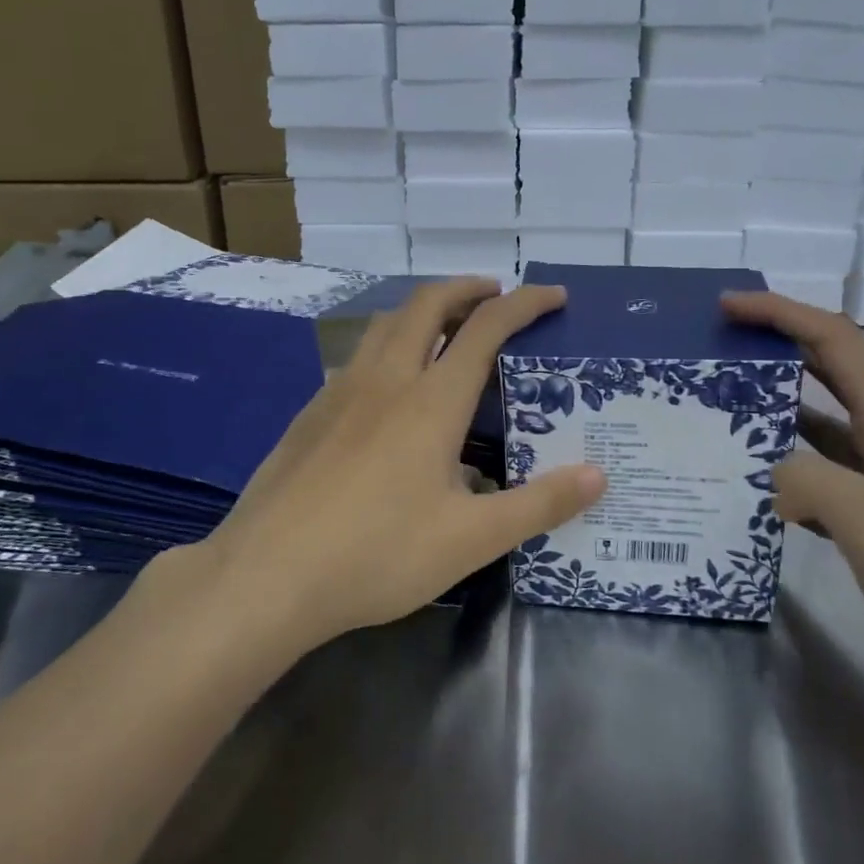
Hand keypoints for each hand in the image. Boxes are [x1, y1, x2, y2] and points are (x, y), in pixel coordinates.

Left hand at [154, 279, 604, 652]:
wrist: (266, 576)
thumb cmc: (377, 555)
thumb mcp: (471, 540)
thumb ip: (539, 505)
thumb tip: (598, 476)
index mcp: (431, 401)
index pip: (486, 329)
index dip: (525, 304)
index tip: (554, 296)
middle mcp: (386, 379)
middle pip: (427, 304)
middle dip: (467, 288)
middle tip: (495, 295)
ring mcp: (340, 391)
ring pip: (386, 324)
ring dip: (423, 310)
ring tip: (447, 327)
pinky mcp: (310, 412)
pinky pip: (358, 356)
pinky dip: (389, 343)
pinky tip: (389, 386)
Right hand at [722, 291, 863, 711]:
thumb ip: (810, 480)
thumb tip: (774, 475)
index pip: (832, 338)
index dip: (779, 312)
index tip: (725, 305)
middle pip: (829, 367)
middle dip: (774, 345)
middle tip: (714, 349)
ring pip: (823, 420)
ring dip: (775, 405)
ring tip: (718, 410)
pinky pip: (827, 470)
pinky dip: (789, 462)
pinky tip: (756, 483)